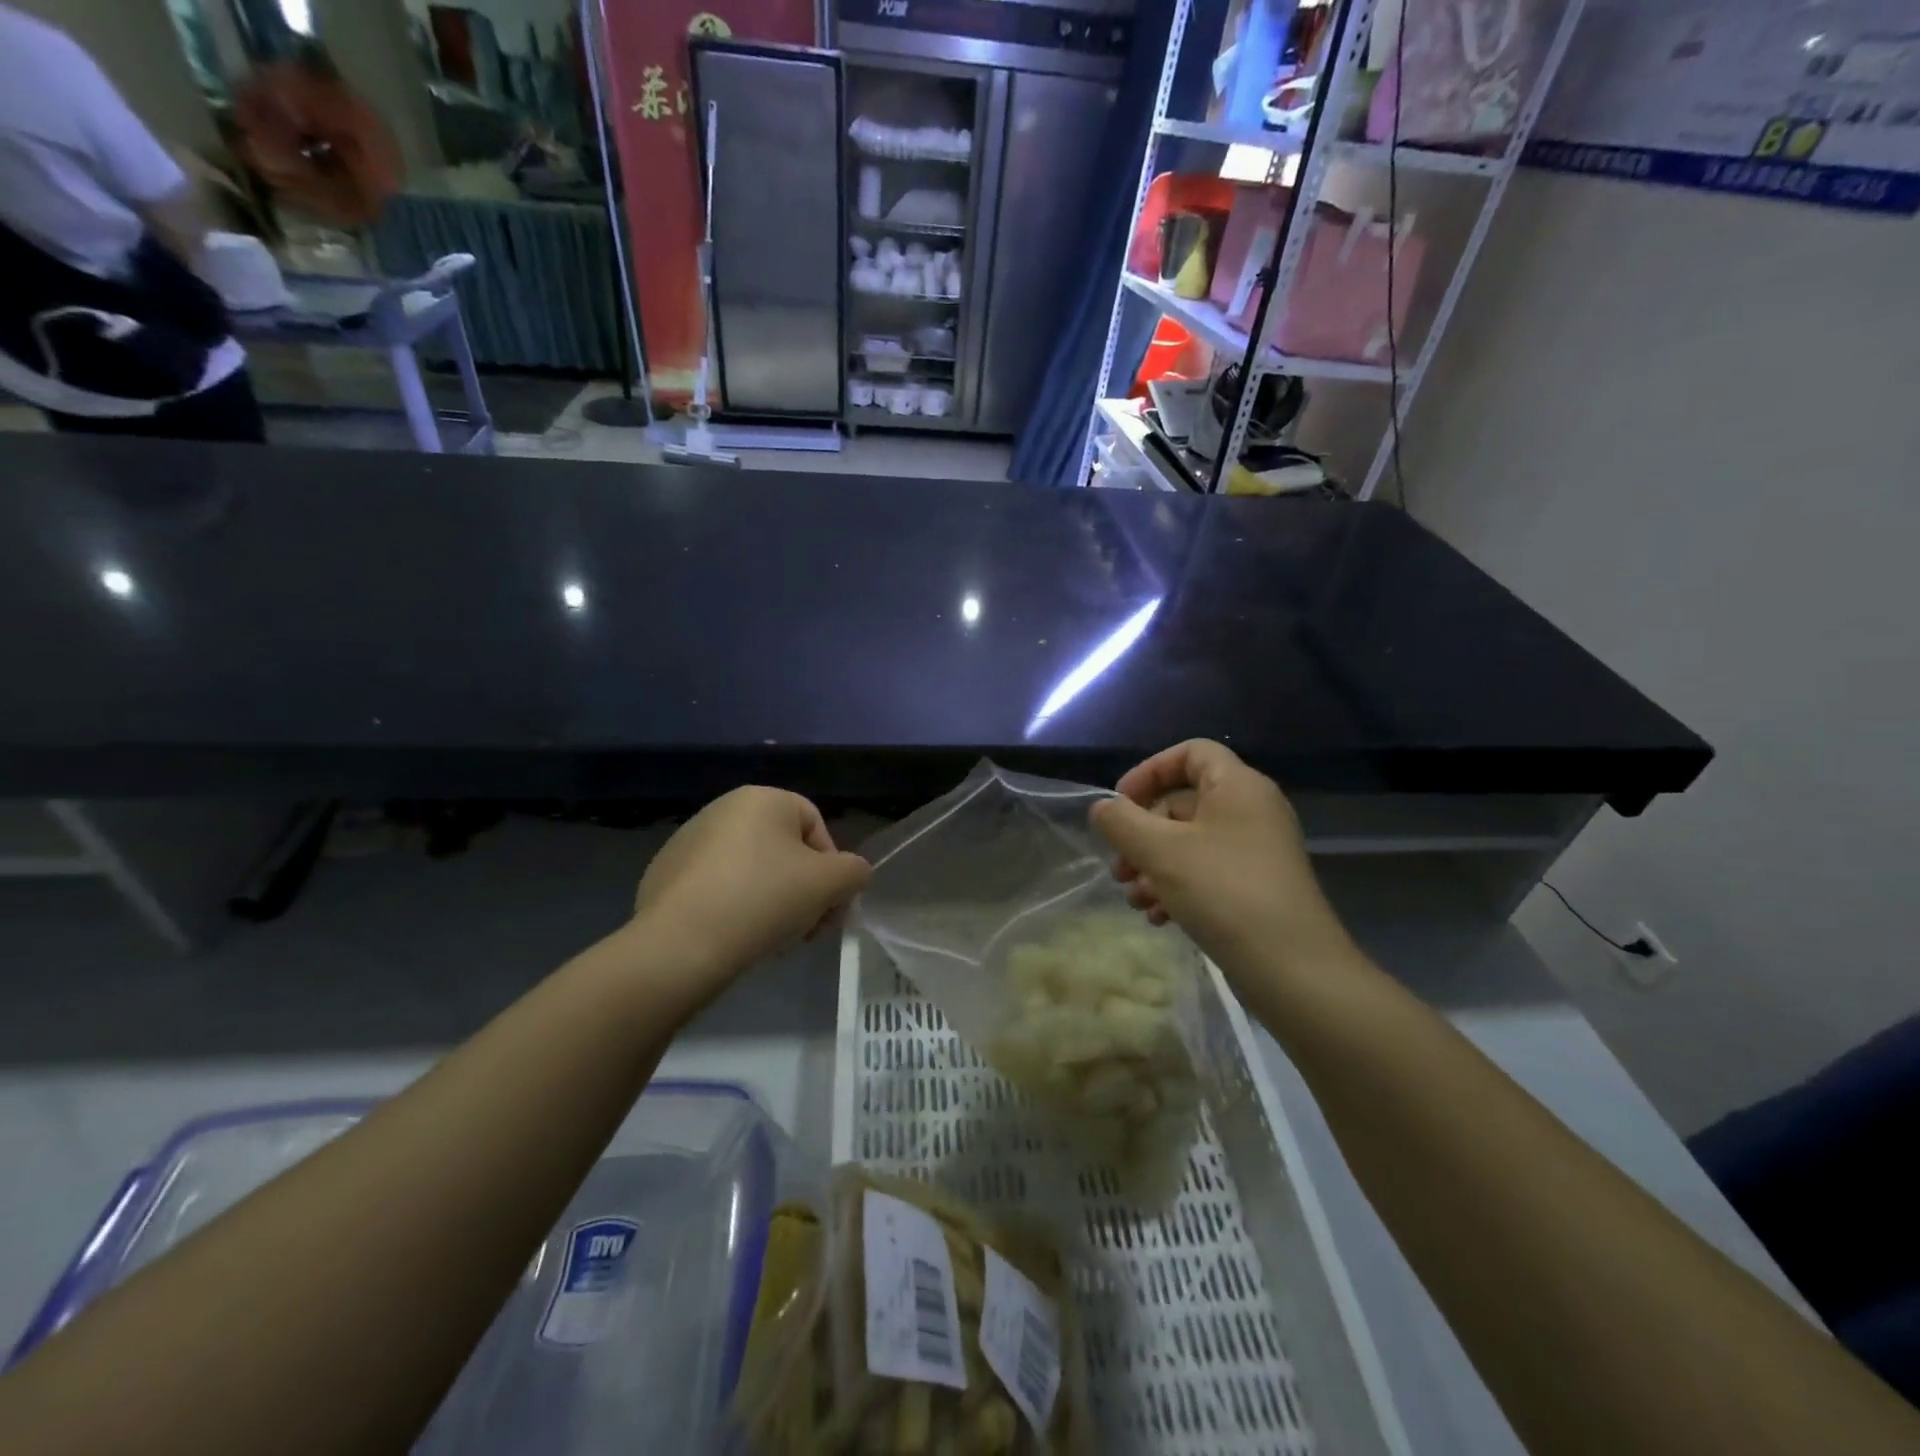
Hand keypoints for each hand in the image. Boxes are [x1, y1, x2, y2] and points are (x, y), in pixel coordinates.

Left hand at [629, 787, 871, 993]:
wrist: (681, 944)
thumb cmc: (764, 899)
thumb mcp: (832, 883)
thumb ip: (854, 871)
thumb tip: (850, 875)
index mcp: (762, 798)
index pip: (816, 827)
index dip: (832, 869)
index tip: (829, 908)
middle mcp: (722, 808)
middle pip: (783, 849)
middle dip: (802, 889)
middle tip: (805, 929)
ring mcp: (687, 841)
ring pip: (750, 869)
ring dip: (770, 899)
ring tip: (770, 938)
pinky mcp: (663, 875)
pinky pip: (715, 887)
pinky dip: (732, 907)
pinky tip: (733, 937)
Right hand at [1088, 740, 1351, 978]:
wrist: (1292, 968)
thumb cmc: (1223, 892)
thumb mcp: (1160, 851)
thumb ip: (1122, 822)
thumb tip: (1103, 808)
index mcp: (1237, 786)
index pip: (1190, 752)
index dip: (1150, 771)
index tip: (1121, 804)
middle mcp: (1251, 810)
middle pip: (1183, 803)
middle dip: (1142, 834)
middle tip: (1119, 868)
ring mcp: (1257, 851)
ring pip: (1190, 843)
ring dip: (1153, 866)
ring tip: (1133, 899)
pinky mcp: (1257, 887)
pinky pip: (1207, 872)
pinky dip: (1177, 887)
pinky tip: (1158, 918)